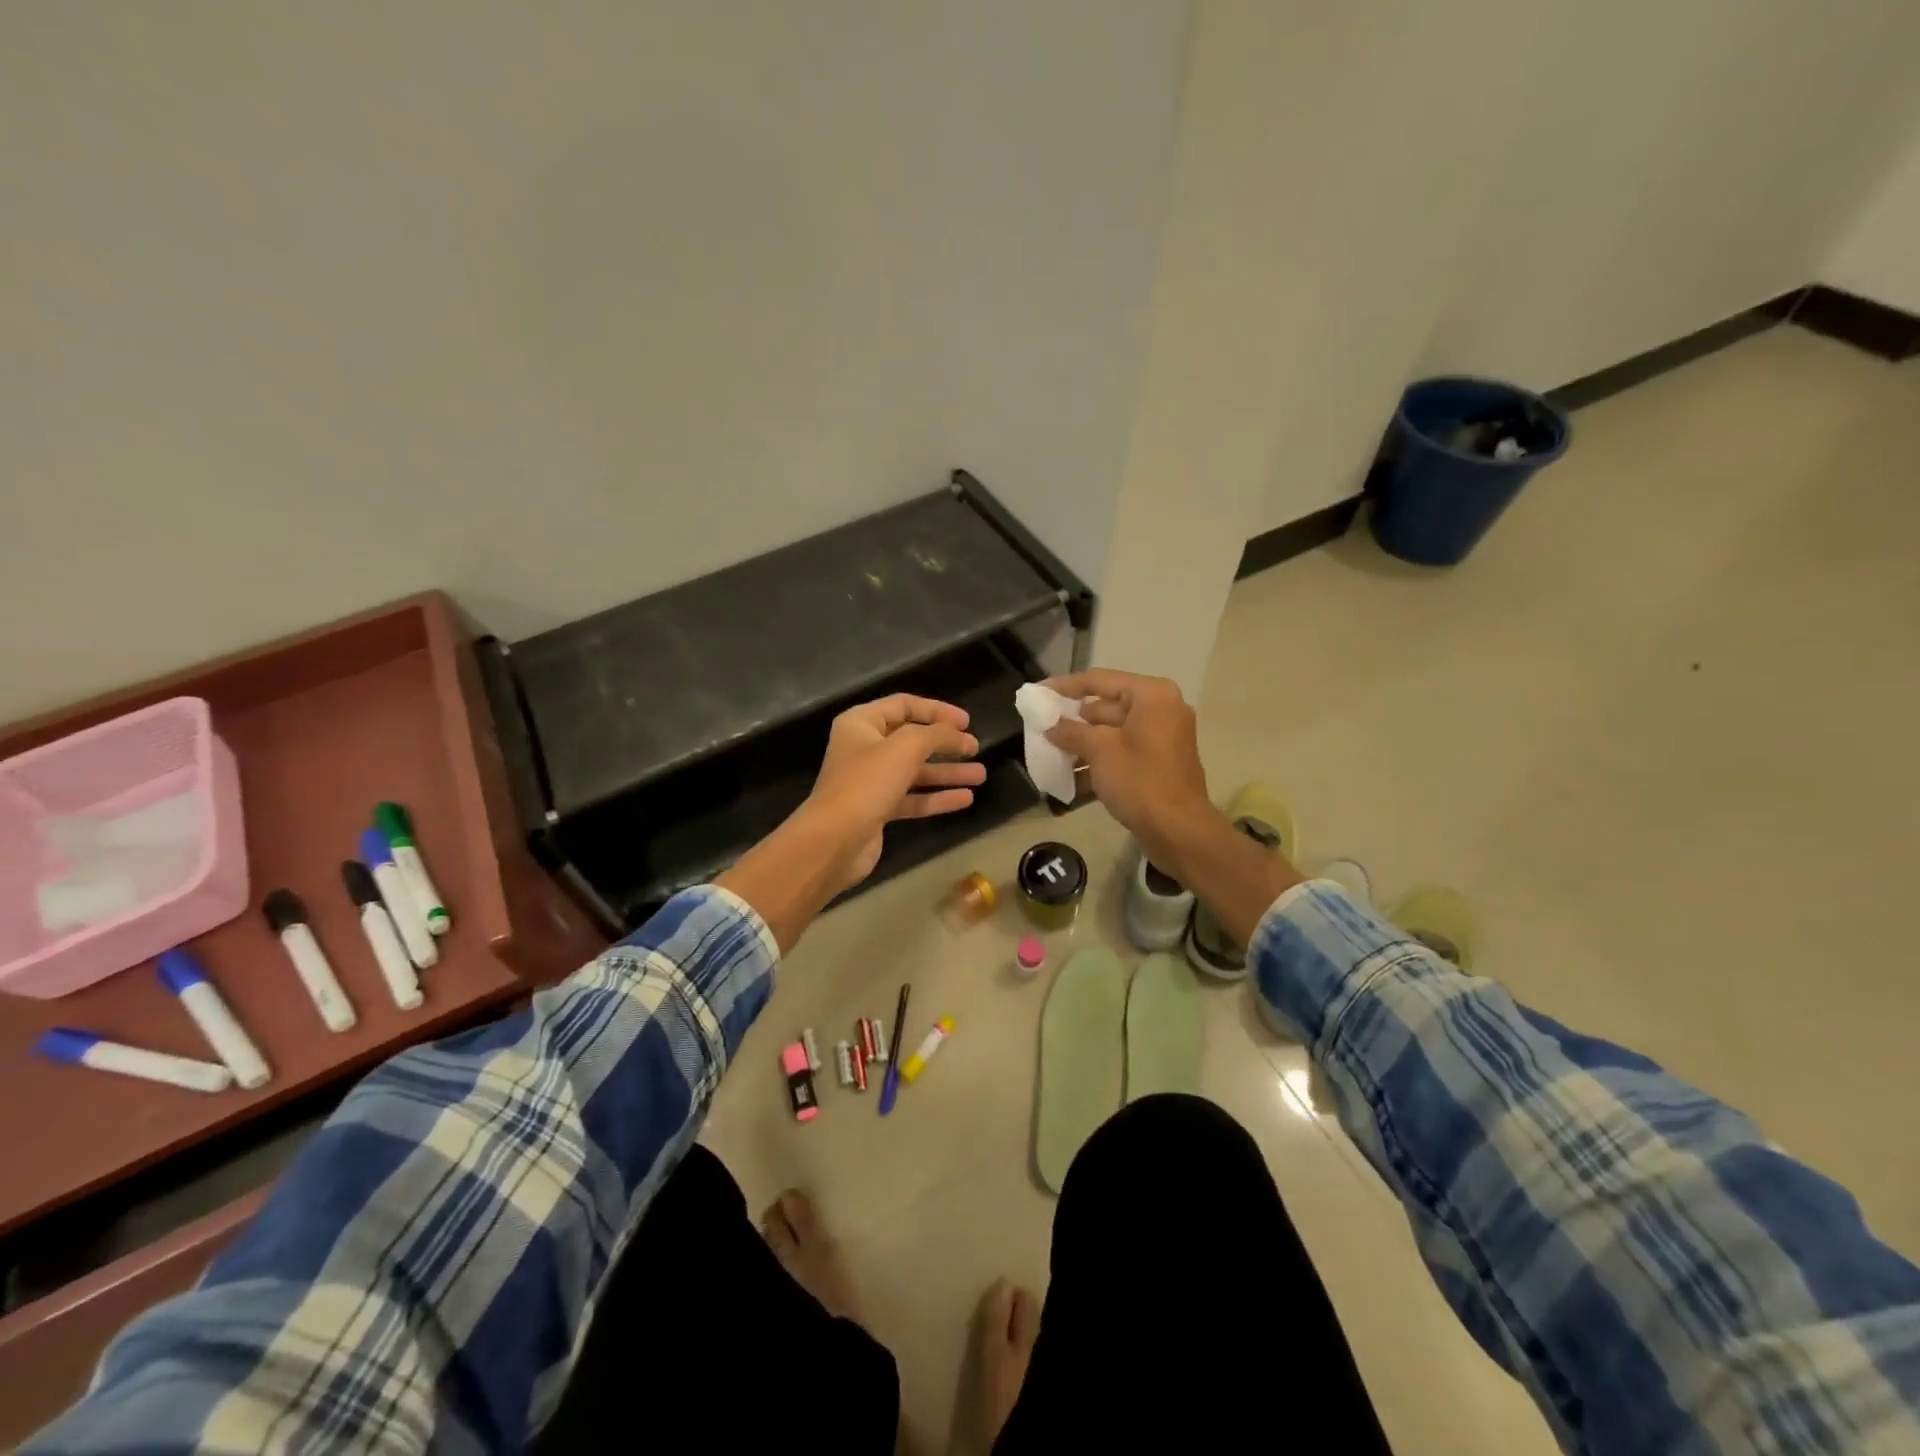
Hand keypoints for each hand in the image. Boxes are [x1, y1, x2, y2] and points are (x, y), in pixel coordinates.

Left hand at [797, 694, 984, 891]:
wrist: (834, 840)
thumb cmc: (867, 783)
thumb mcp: (906, 747)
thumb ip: (937, 734)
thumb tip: (959, 733)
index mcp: (861, 723)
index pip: (904, 705)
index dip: (937, 710)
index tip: (966, 722)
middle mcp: (864, 748)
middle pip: (912, 739)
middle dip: (945, 743)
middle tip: (975, 747)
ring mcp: (870, 781)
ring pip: (915, 771)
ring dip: (947, 772)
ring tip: (981, 775)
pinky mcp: (878, 809)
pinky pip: (913, 798)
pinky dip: (937, 797)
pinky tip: (965, 799)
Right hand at [1043, 670, 1214, 876]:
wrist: (1178, 830)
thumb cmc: (1140, 781)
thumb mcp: (1099, 751)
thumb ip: (1071, 731)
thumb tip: (1051, 725)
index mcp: (1151, 696)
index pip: (1100, 681)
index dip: (1066, 686)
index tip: (1039, 692)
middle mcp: (1160, 710)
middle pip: (1106, 706)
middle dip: (1073, 721)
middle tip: (1041, 729)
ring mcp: (1161, 738)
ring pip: (1112, 732)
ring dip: (1082, 744)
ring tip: (1050, 755)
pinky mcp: (1158, 763)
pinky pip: (1122, 752)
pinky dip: (1099, 761)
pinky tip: (1071, 778)